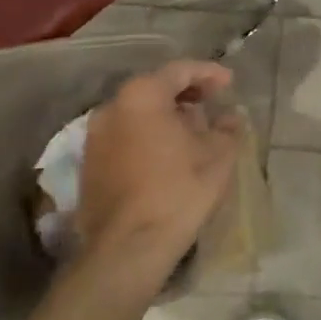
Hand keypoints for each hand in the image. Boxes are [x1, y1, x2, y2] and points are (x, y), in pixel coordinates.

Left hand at [73, 60, 243, 297]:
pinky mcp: (89, 166)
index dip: (209, 73)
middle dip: (186, 95)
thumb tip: (230, 118)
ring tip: (194, 132)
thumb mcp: (218, 155)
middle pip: (154, 89)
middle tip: (213, 104)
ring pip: (137, 115)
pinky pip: (125, 138)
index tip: (230, 83)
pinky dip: (148, 137)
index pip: (180, 71)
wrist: (128, 248)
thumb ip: (227, 128)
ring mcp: (95, 138)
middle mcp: (111, 108)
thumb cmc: (179, 190)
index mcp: (142, 96)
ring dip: (166, 117)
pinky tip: (169, 156)